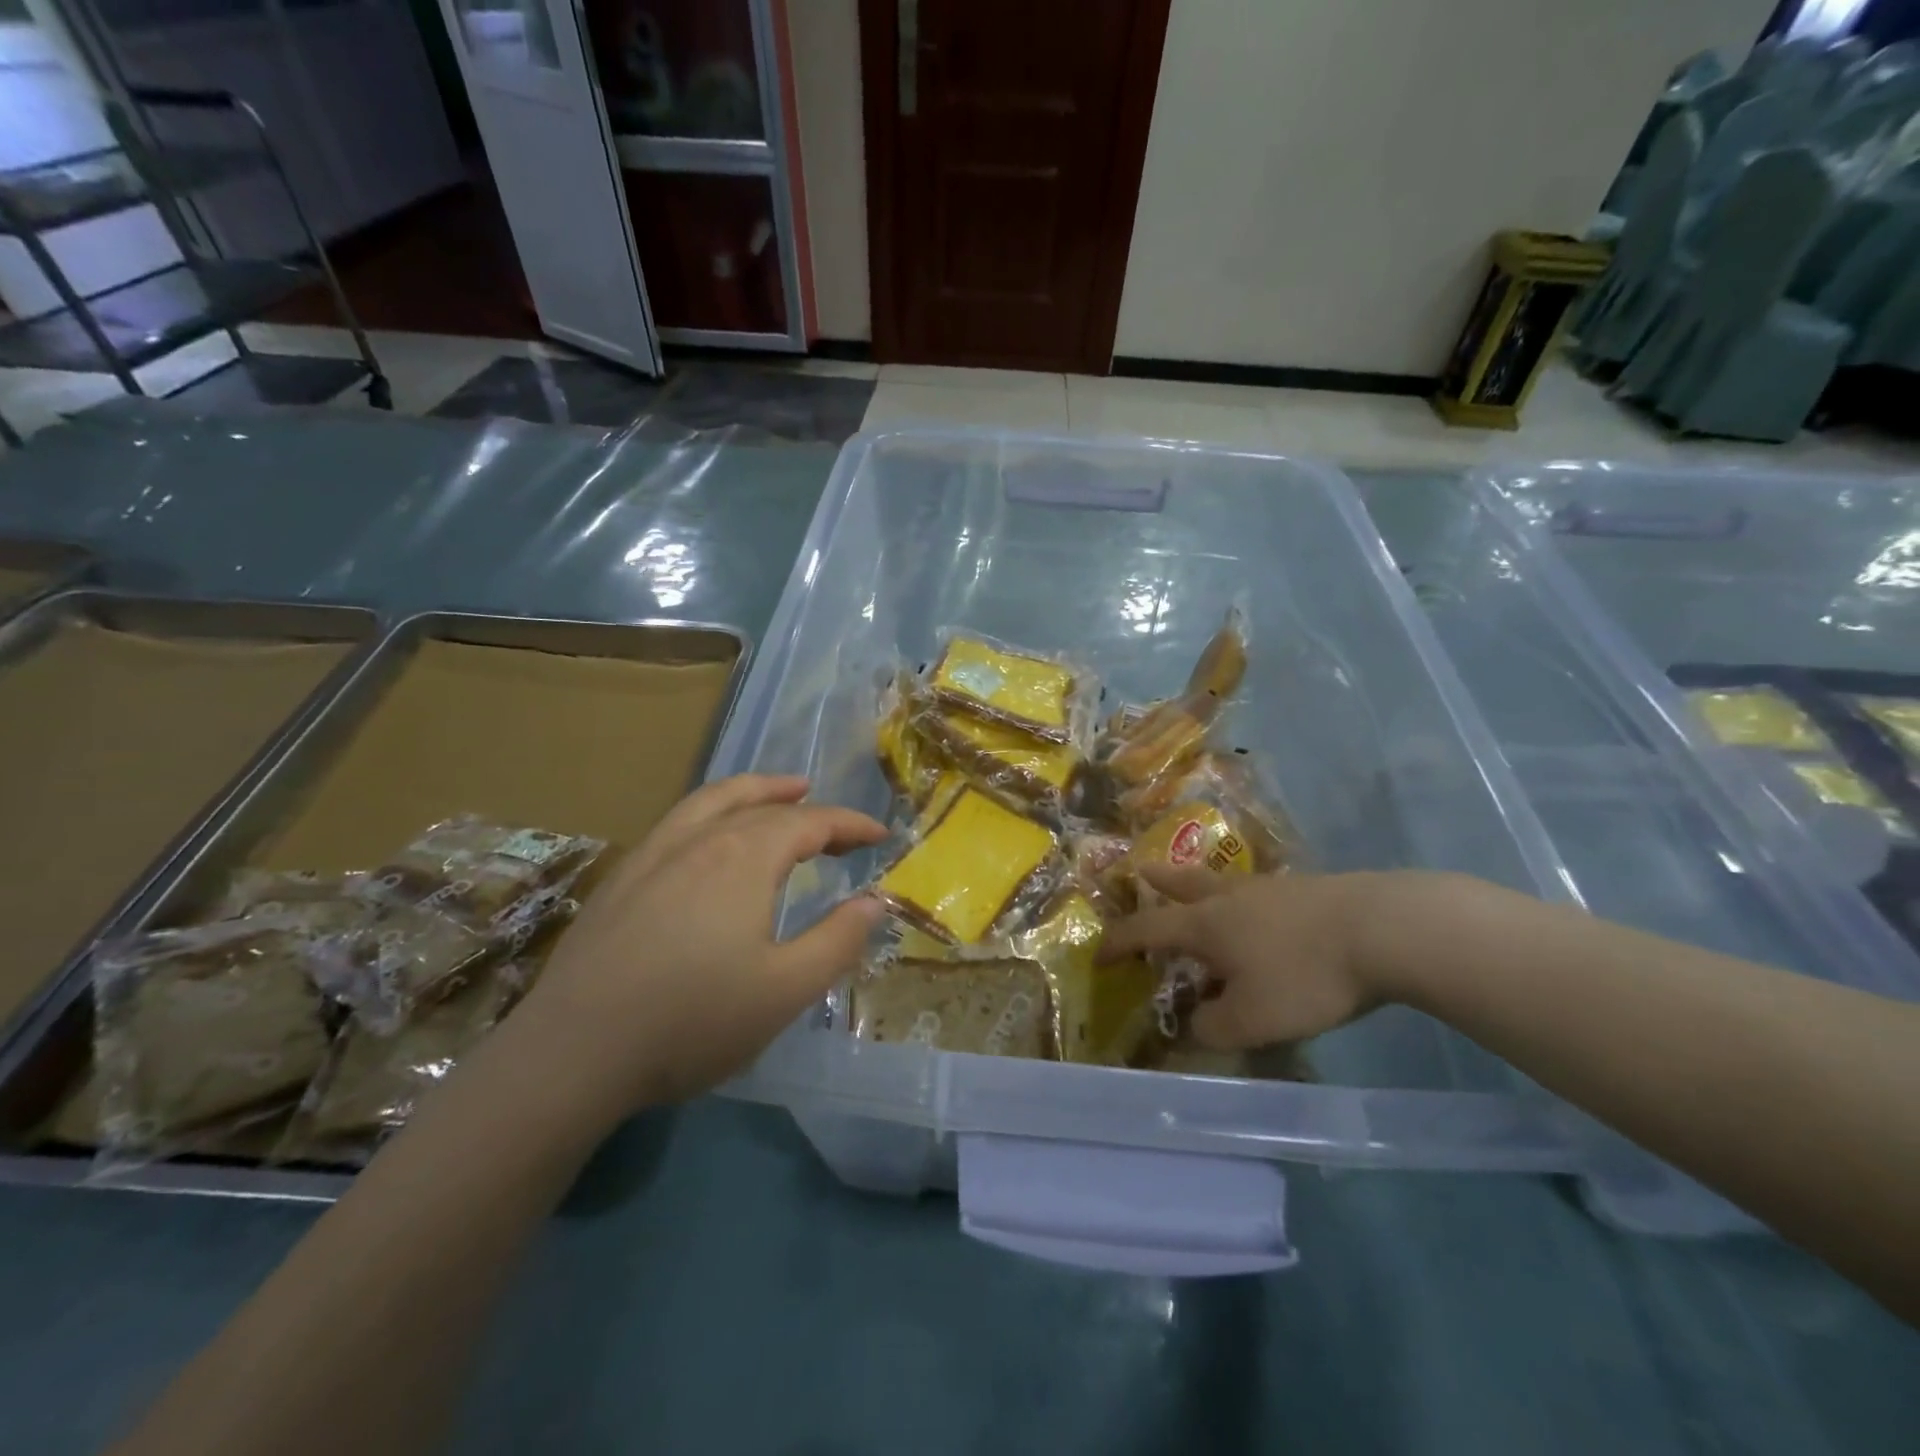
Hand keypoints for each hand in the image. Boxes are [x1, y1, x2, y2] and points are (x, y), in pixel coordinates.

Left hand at [507, 775, 885, 1119]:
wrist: (574, 1053)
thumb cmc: (692, 1020)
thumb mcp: (786, 990)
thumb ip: (837, 940)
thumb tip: (873, 901)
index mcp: (745, 858)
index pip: (811, 822)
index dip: (850, 825)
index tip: (879, 836)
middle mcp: (701, 840)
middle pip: (765, 806)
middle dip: (811, 811)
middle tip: (839, 830)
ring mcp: (654, 854)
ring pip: (713, 801)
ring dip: (756, 791)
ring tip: (781, 791)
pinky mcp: (621, 878)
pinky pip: (678, 822)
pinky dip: (711, 811)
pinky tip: (709, 838)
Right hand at [1102, 865, 1405, 1049]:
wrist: (1382, 929)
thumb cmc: (1304, 975)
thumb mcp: (1253, 1019)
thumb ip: (1214, 1026)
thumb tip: (1197, 1022)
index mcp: (1205, 925)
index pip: (1147, 930)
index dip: (1119, 942)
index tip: (1099, 954)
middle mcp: (1229, 899)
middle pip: (1184, 883)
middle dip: (1159, 881)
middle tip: (1141, 872)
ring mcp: (1270, 889)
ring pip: (1223, 883)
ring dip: (1201, 885)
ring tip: (1200, 891)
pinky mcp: (1307, 890)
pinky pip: (1259, 893)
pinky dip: (1245, 901)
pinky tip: (1261, 914)